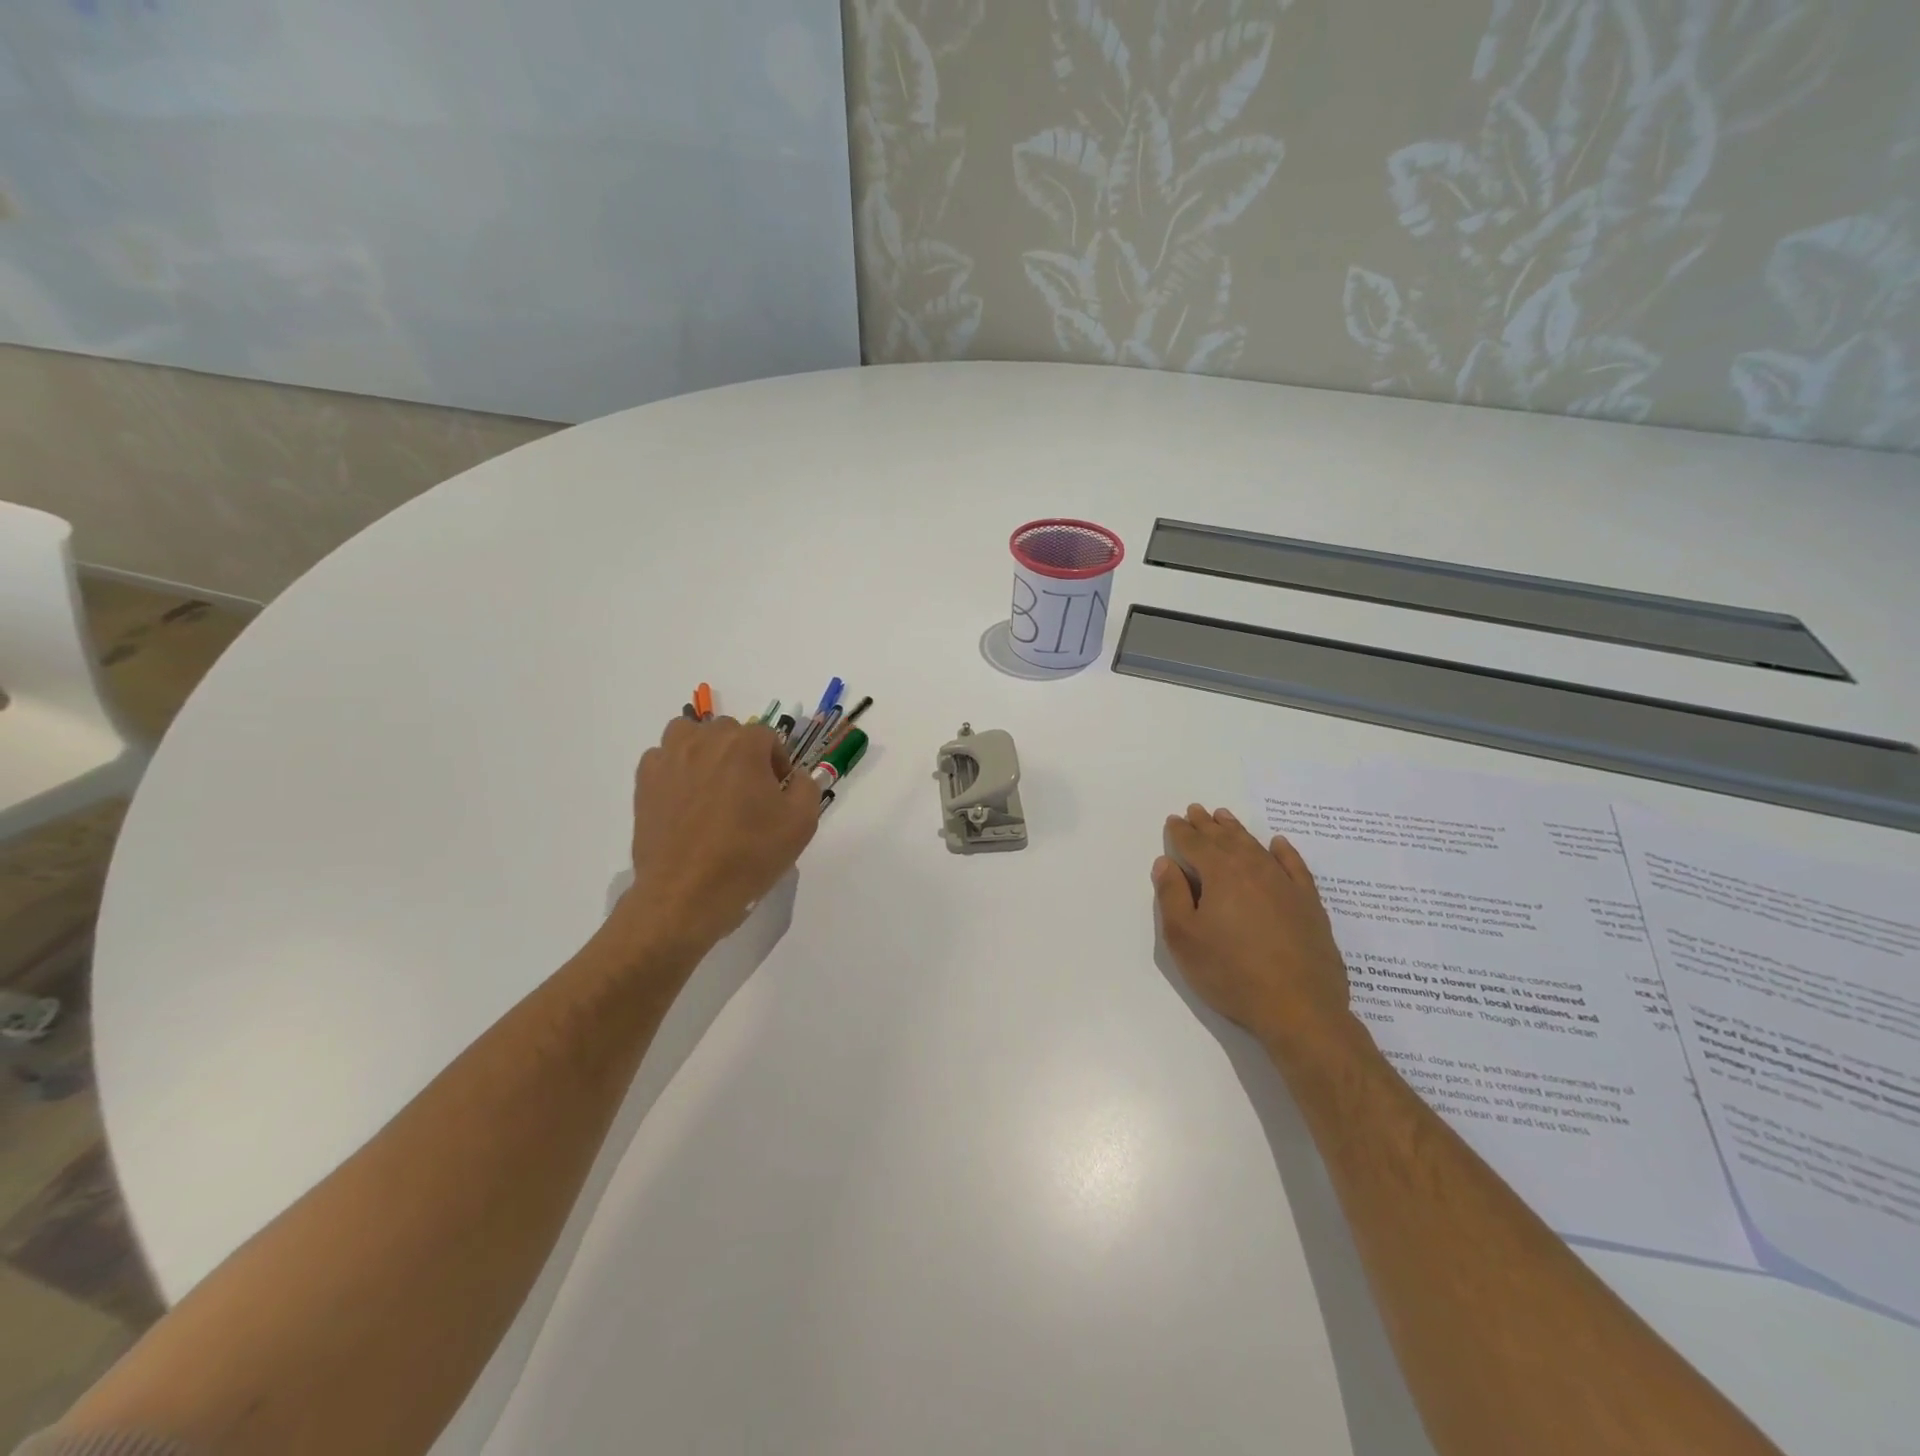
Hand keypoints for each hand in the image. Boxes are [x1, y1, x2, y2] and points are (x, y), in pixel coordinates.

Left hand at [614, 715, 820, 959]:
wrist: (686, 895)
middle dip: (742, 754)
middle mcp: (704, 741)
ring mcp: (669, 759)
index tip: (778, 793)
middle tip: (748, 792)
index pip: (768, 737)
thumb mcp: (802, 823)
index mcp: (744, 746)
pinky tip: (685, 798)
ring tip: (712, 784)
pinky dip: (676, 768)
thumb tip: (795, 777)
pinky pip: (662, 758)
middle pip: (729, 732)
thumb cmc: (749, 856)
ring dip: (704, 750)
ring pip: (689, 734)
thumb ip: (806, 787)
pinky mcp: (645, 782)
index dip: (778, 763)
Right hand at [1153, 805, 1353, 1056]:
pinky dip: (1283, 851)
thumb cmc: (1231, 973)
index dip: (1181, 831)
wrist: (1299, 1007)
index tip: (1174, 820)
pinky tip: (1277, 844)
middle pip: (1226, 839)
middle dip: (1208, 825)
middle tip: (1197, 811)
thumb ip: (1171, 896)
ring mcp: (1285, 885)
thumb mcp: (1184, 938)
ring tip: (1225, 818)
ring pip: (1256, 847)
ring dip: (1238, 831)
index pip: (1195, 844)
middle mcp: (1253, 869)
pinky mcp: (1309, 904)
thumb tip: (1166, 863)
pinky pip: (1294, 866)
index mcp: (1220, 874)